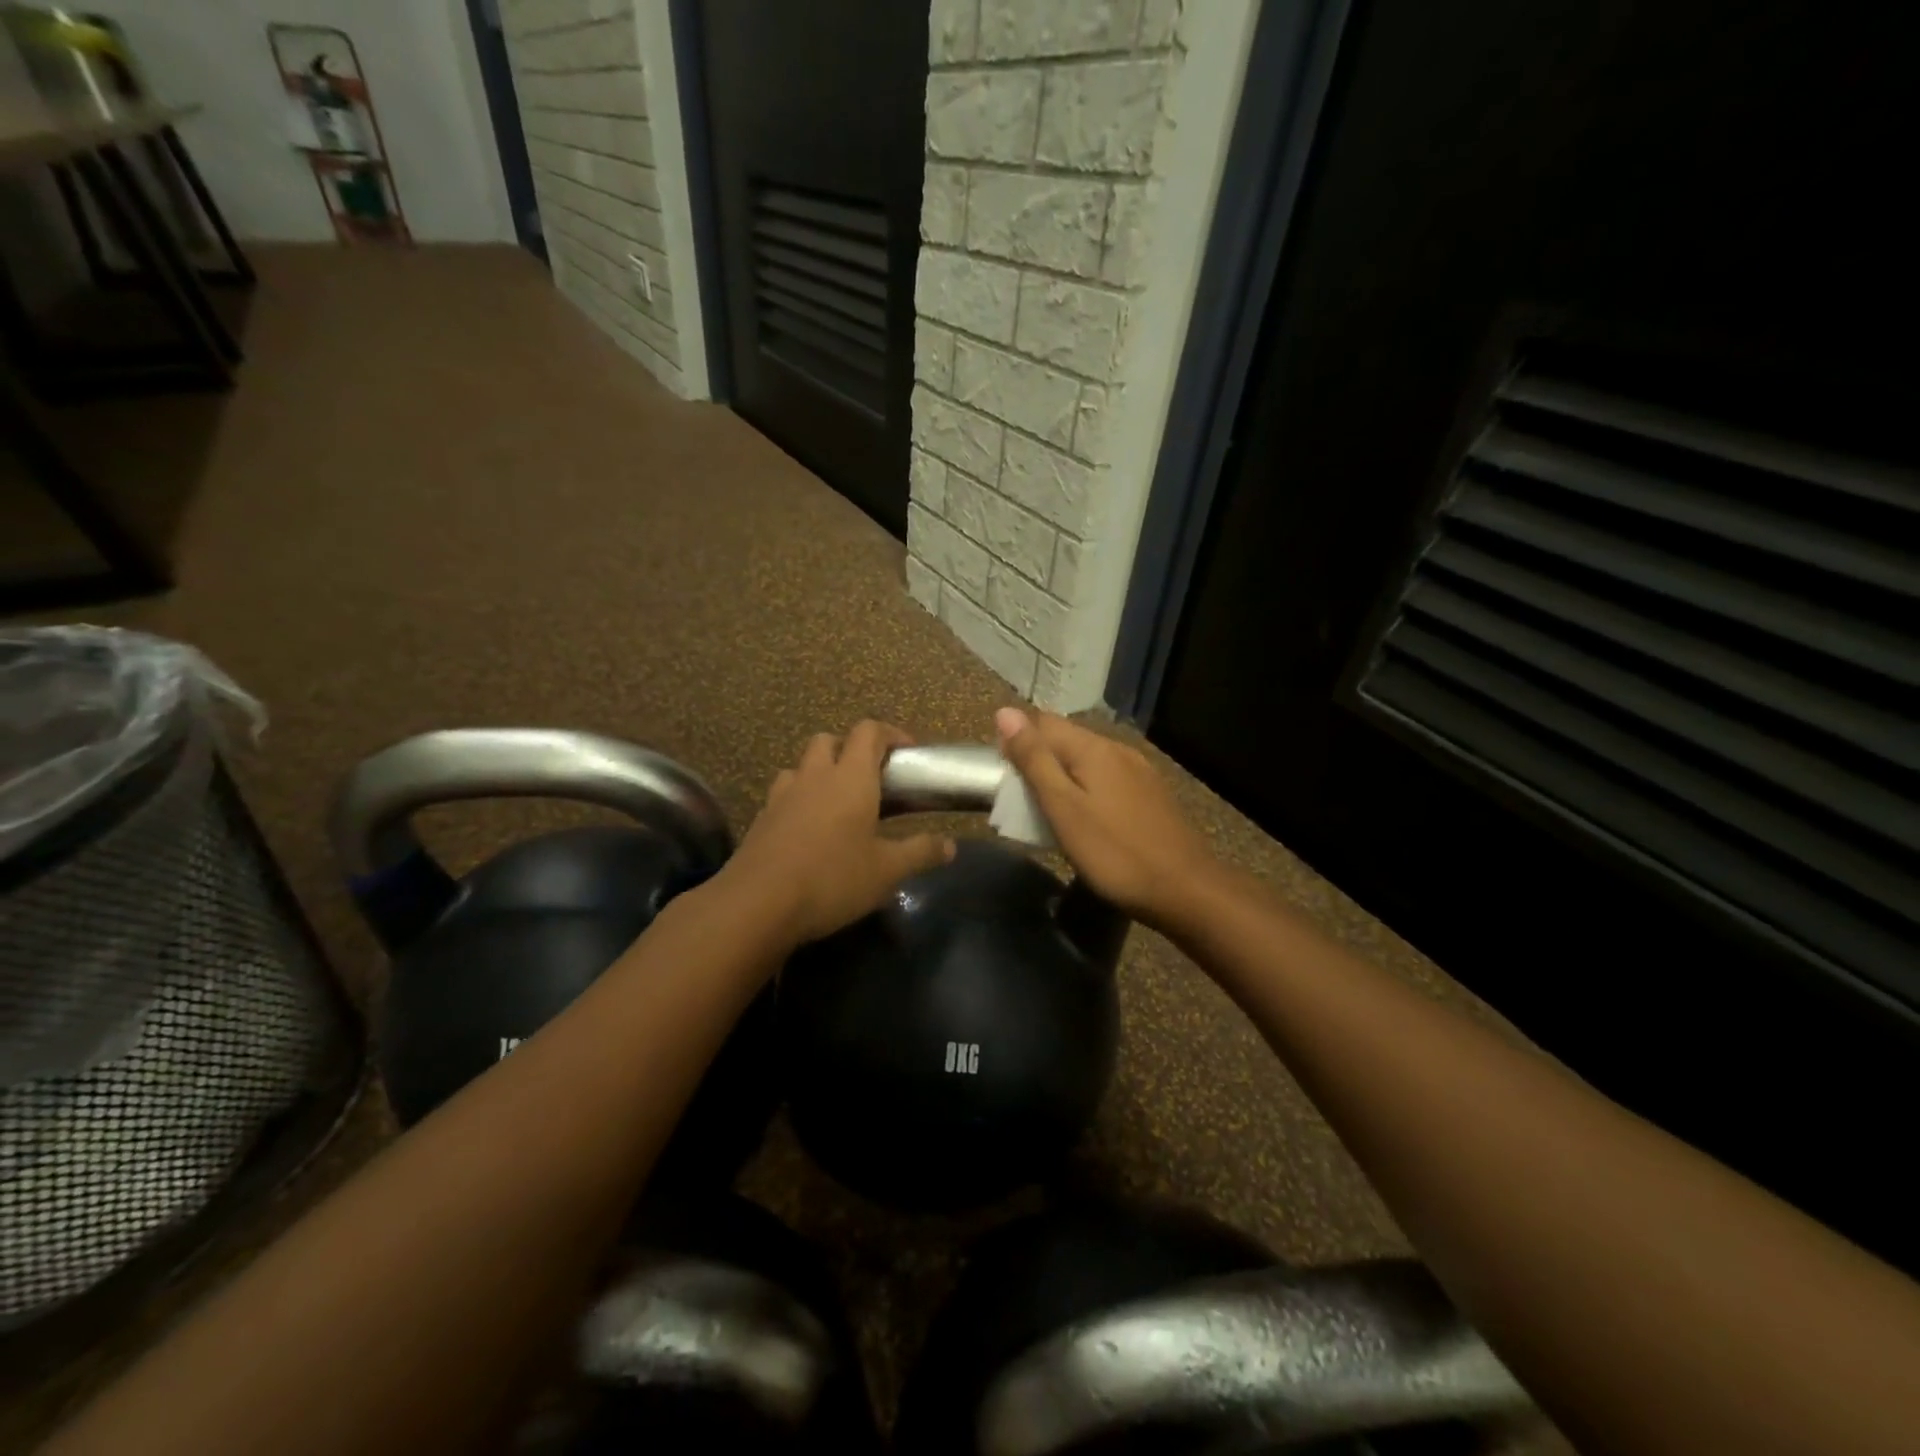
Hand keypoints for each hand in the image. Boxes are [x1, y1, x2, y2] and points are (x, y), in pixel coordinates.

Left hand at [721, 720, 955, 945]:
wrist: (757, 904)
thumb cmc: (832, 878)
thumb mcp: (886, 871)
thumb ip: (920, 853)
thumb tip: (950, 845)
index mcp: (851, 778)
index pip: (869, 732)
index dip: (890, 734)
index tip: (907, 753)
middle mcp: (815, 776)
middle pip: (829, 739)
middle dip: (851, 749)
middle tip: (870, 778)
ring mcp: (783, 795)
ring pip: (802, 765)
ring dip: (820, 772)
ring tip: (836, 803)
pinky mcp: (761, 818)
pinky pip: (783, 794)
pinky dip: (799, 800)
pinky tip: (808, 831)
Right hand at [995, 708, 1215, 932]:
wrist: (1185, 890)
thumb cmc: (1114, 852)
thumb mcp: (1063, 807)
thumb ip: (1034, 759)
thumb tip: (1005, 712)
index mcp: (1094, 748)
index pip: (1043, 722)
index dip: (1017, 741)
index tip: (1004, 777)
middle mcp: (1118, 749)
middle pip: (1066, 739)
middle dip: (1039, 760)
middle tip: (1021, 800)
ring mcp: (1139, 771)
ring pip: (1087, 760)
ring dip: (1063, 776)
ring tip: (1048, 811)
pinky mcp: (1150, 794)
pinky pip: (1107, 778)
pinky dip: (1086, 790)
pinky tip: (1086, 817)